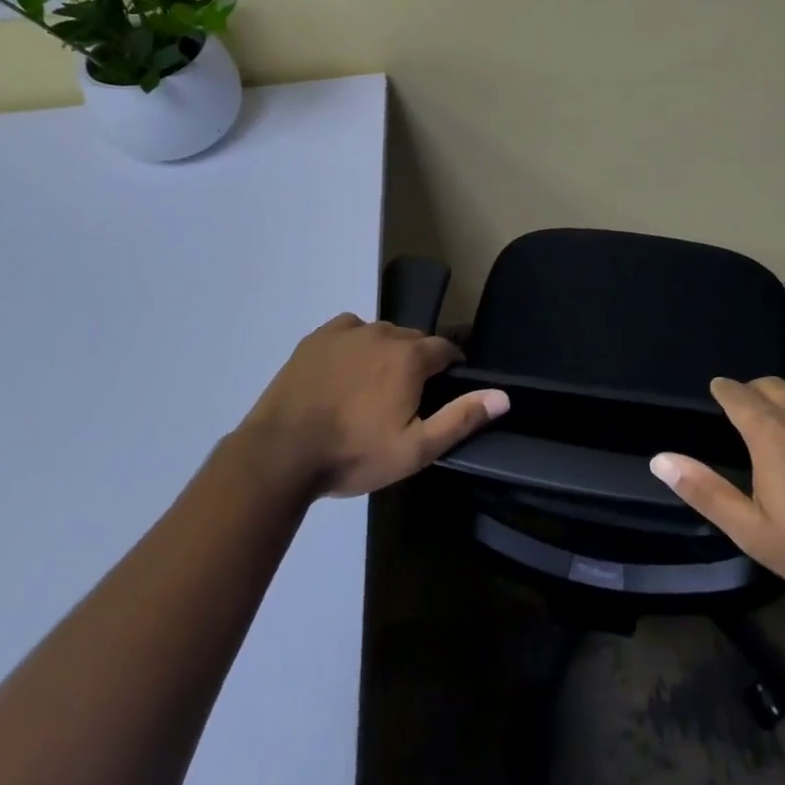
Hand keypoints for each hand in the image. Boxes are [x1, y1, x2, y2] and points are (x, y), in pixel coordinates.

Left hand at [238, 313, 508, 498]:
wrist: (281, 453)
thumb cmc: (353, 454)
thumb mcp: (415, 448)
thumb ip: (461, 418)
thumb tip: (503, 395)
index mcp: (410, 357)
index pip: (445, 349)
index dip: (451, 367)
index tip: (445, 389)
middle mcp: (384, 332)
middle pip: (413, 340)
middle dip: (418, 362)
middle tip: (406, 397)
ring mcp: (347, 331)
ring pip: (382, 334)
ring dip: (386, 353)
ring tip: (373, 387)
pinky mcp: (318, 337)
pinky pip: (350, 330)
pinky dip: (356, 344)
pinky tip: (346, 370)